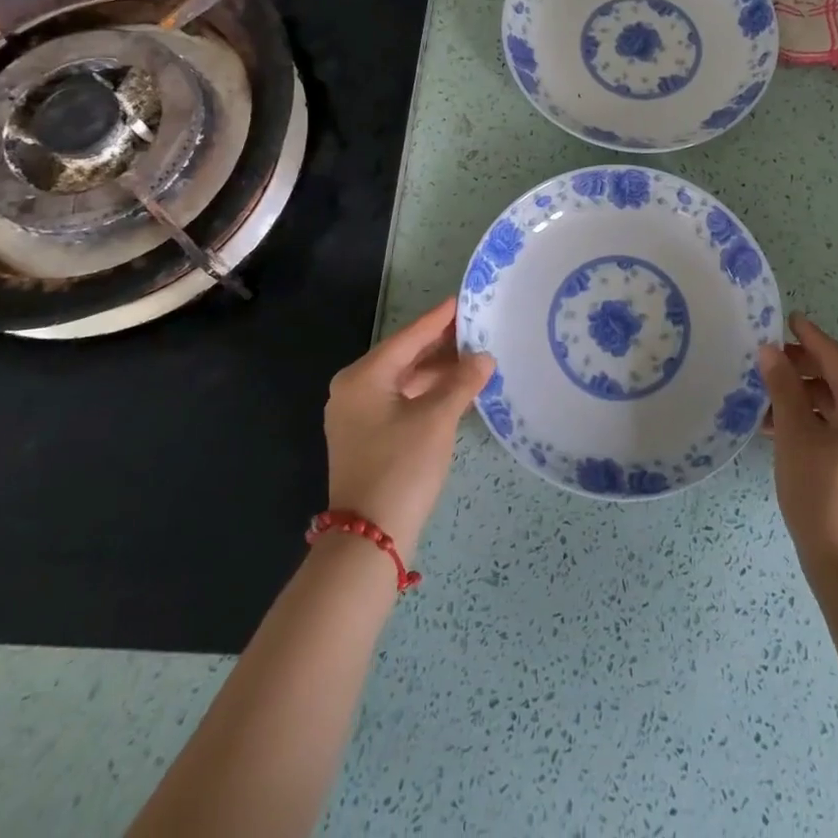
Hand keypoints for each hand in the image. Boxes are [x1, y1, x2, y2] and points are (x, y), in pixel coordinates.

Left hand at [323, 297, 493, 561]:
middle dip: (440, 344)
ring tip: (473, 356)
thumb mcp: (437, 418)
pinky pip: (399, 400)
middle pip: (403, 356)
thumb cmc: (402, 466)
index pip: (408, 337)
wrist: (369, 538)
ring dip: (436, 370)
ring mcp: (356, 415)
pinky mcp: (365, 437)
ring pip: (403, 380)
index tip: (463, 299)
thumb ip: (462, 381)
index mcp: (363, 377)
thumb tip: (484, 357)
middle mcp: (353, 389)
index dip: (439, 319)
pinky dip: (426, 392)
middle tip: (476, 328)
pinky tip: (454, 389)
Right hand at [759, 313, 837, 581]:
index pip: (835, 357)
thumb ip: (783, 386)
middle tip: (768, 360)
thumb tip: (771, 350)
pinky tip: (783, 431)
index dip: (809, 337)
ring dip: (804, 398)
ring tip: (766, 401)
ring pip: (837, 406)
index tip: (788, 318)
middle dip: (802, 368)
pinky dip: (815, 421)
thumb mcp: (795, 434)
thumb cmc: (821, 493)